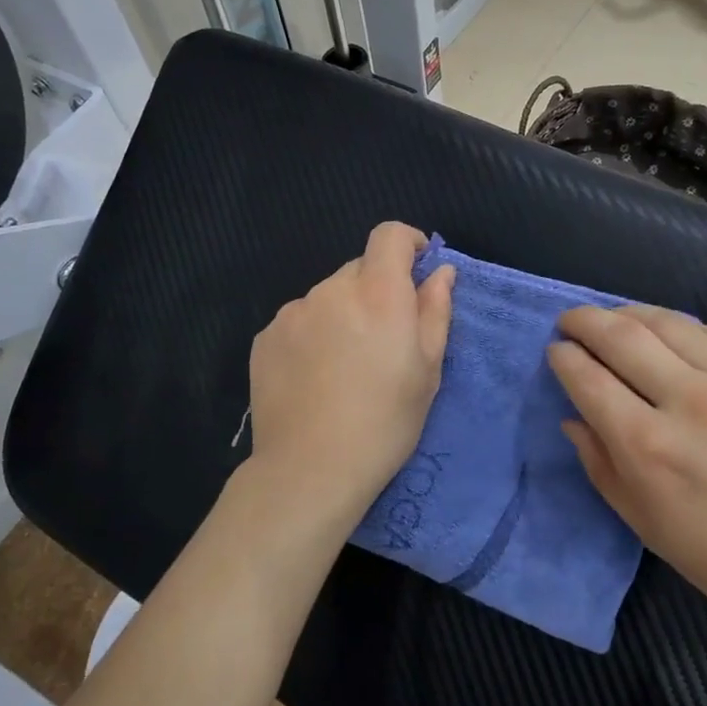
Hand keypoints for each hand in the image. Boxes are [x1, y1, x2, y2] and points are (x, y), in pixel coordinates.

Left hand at [243, 223, 455, 539]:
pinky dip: (313, 334)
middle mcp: (331, 290)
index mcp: (378, 293)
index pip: (389, 235)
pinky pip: (300, 320)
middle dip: (376, 290)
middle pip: (359, 268)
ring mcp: (293, 312)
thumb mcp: (428, 370)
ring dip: (343, 313)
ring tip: (346, 365)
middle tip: (384, 340)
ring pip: (328, 296)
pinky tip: (315, 377)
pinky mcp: (265, 337)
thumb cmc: (385, 423)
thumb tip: (440, 272)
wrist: (309, 470)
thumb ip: (435, 311)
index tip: (416, 270)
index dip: (407, 244)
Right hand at [547, 305, 706, 635]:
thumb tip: (574, 418)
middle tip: (570, 321)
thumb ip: (601, 464)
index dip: (563, 357)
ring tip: (614, 319)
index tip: (555, 351)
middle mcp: (688, 400)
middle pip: (621, 335)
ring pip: (666, 322)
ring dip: (628, 313)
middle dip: (584, 320)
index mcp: (649, 445)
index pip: (588, 378)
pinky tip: (668, 334)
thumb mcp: (646, 524)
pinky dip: (677, 327)